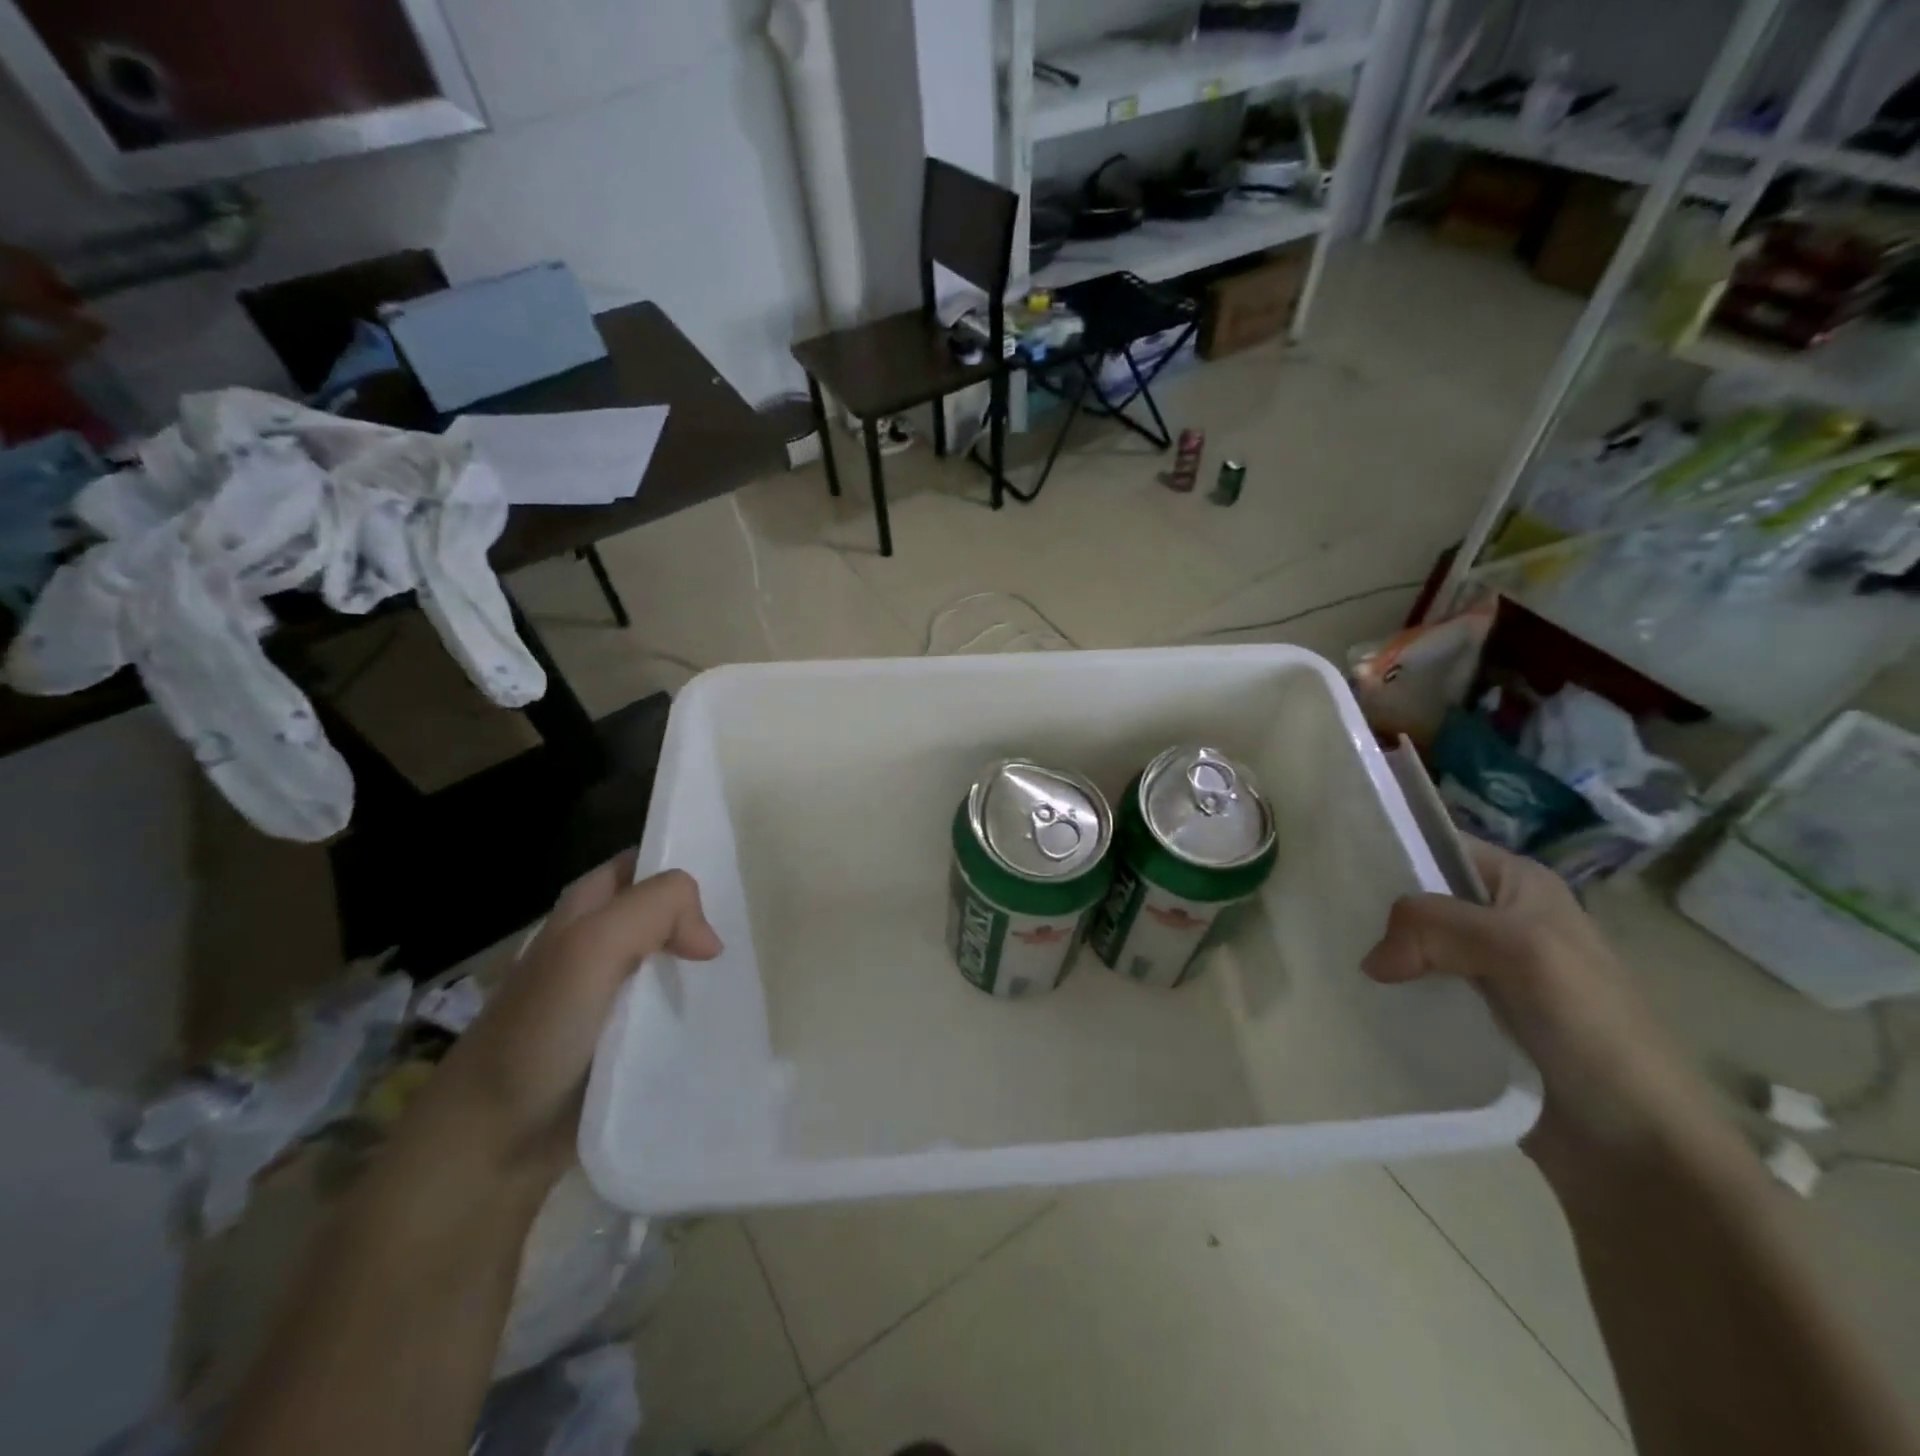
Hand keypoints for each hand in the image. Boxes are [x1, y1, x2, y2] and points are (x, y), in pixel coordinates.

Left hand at [395, 855, 721, 1189]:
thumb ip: (655, 910)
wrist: (489, 1146)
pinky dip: (698, 1008)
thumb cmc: (536, 1032)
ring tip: (752, 971)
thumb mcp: (591, 947)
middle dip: (705, 915)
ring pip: (672, 962)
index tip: (735, 878)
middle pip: (664, 913)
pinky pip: (672, 1011)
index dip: (682, 862)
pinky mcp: (623, 1043)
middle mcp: (597, 945)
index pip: (643, 864)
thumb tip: (710, 940)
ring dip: (705, 966)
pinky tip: (728, 1015)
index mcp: (584, 910)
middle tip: (754, 929)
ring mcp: (611, 997)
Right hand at [1362, 838, 1721, 1188]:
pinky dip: (1387, 994)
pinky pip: (1413, 990)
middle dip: (1372, 909)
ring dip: (1376, 955)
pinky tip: (1355, 998)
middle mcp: (1497, 919)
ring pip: (1409, 945)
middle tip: (1320, 921)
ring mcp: (1481, 972)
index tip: (1333, 868)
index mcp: (1518, 885)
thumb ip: (1436, 927)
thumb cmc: (1593, 1029)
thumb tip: (1371, 960)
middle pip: (1416, 897)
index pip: (1436, 845)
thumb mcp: (1520, 950)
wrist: (1637, 1148)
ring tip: (1328, 960)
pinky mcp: (1467, 1018)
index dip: (1388, 849)